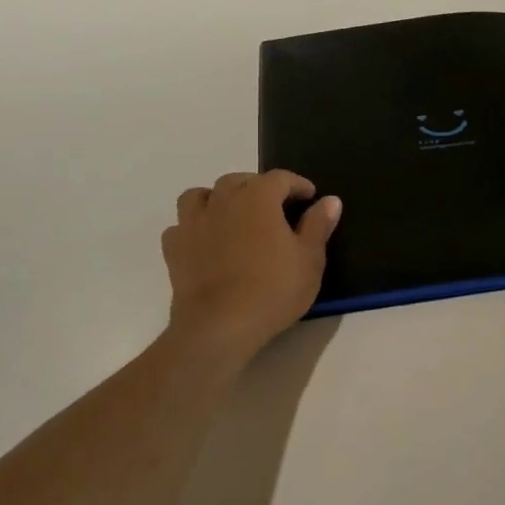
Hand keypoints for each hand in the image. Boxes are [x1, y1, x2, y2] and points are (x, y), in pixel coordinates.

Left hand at [161, 170, 341, 361]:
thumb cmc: (273, 290)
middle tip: (274, 206)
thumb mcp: (309, 259)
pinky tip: (205, 241)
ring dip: (217, 199)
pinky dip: (193, 227)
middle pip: (239, 180)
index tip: (310, 197)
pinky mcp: (174, 249)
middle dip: (258, 187)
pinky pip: (180, 226)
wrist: (219, 327)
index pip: (280, 178)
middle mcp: (222, 201)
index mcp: (258, 198)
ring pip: (200, 195)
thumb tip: (330, 200)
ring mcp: (193, 224)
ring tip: (232, 215)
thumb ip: (318, 225)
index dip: (297, 184)